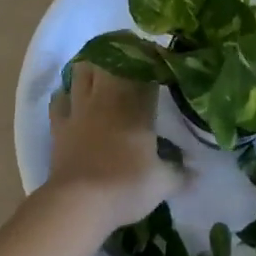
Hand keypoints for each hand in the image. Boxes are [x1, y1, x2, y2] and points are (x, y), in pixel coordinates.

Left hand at [44, 63, 186, 228]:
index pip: (145, 68)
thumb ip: (180, 173)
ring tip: (101, 71)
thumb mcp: (162, 183)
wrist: (80, 203)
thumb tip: (197, 173)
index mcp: (137, 105)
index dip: (152, 59)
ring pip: (82, 70)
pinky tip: (72, 100)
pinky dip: (65, 95)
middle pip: (110, 58)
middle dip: (121, 52)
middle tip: (131, 59)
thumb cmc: (126, 186)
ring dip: (91, 66)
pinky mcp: (59, 125)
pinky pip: (58, 99)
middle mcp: (107, 97)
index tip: (158, 59)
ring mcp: (80, 108)